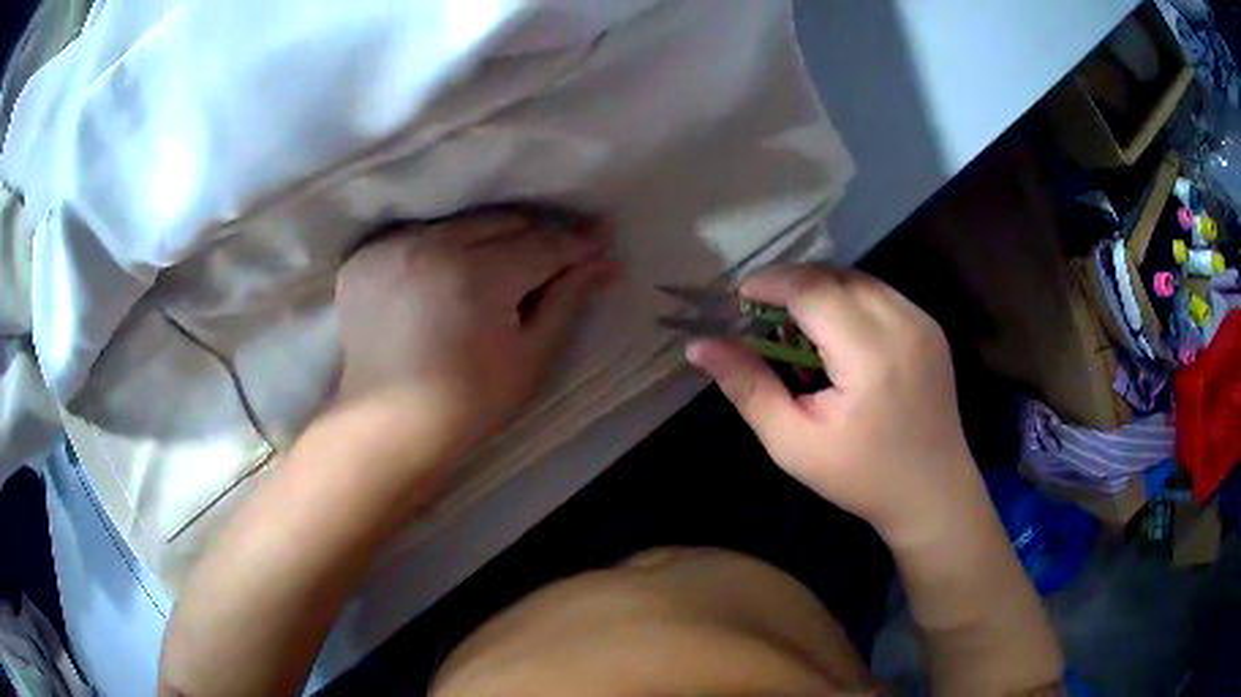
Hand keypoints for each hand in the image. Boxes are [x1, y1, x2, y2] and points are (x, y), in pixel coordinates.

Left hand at [335, 209, 615, 450]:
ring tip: (500, 266)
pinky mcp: (364, 258)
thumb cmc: (469, 403)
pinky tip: (448, 273)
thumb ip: (567, 300)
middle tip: (553, 259)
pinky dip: (440, 247)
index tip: (598, 245)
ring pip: (460, 222)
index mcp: (477, 276)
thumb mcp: (531, 358)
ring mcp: (391, 248)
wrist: (388, 426)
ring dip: (487, 238)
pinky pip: (418, 235)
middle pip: (501, 221)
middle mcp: (431, 246)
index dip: (575, 246)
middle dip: (533, 238)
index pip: (541, 244)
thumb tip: (604, 262)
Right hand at [686, 264, 984, 547]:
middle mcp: (903, 323)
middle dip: (792, 284)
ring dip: (820, 290)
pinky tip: (836, 335)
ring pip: (859, 279)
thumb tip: (699, 345)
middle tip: (761, 315)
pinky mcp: (930, 327)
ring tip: (796, 326)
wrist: (933, 492)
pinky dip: (849, 299)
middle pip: (835, 276)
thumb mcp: (793, 443)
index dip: (771, 284)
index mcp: (871, 355)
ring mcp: (923, 321)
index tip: (737, 299)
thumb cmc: (860, 477)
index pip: (813, 291)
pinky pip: (880, 294)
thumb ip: (747, 387)